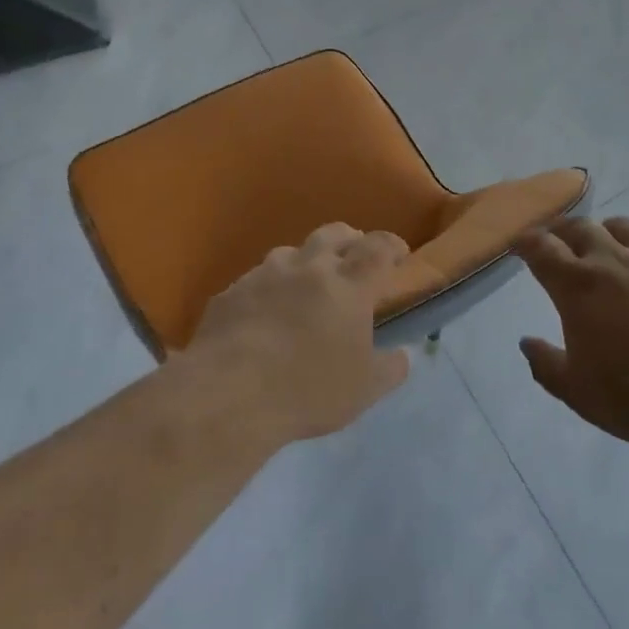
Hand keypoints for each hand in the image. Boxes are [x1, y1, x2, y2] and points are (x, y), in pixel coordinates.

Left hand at [185, 223, 412, 445]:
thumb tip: (402, 357)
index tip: (398, 255)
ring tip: (305, 286)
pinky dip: (268, 290)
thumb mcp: (364, 390)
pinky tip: (263, 316)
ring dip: (305, 262)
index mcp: (350, 284)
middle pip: (335, 233)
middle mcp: (310, 267)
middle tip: (353, 259)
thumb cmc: (307, 389)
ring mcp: (265, 275)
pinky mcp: (231, 292)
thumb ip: (389, 369)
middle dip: (350, 240)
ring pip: (291, 252)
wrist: (227, 395)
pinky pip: (255, 280)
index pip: (379, 247)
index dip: (392, 246)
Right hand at [517, 217, 628, 455]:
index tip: (519, 243)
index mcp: (577, 286)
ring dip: (602, 231)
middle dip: (561, 231)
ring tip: (601, 245)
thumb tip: (526, 343)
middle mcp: (612, 261)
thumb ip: (545, 364)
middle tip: (555, 241)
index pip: (542, 248)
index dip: (526, 242)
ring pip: (620, 227)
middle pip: (580, 228)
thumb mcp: (577, 392)